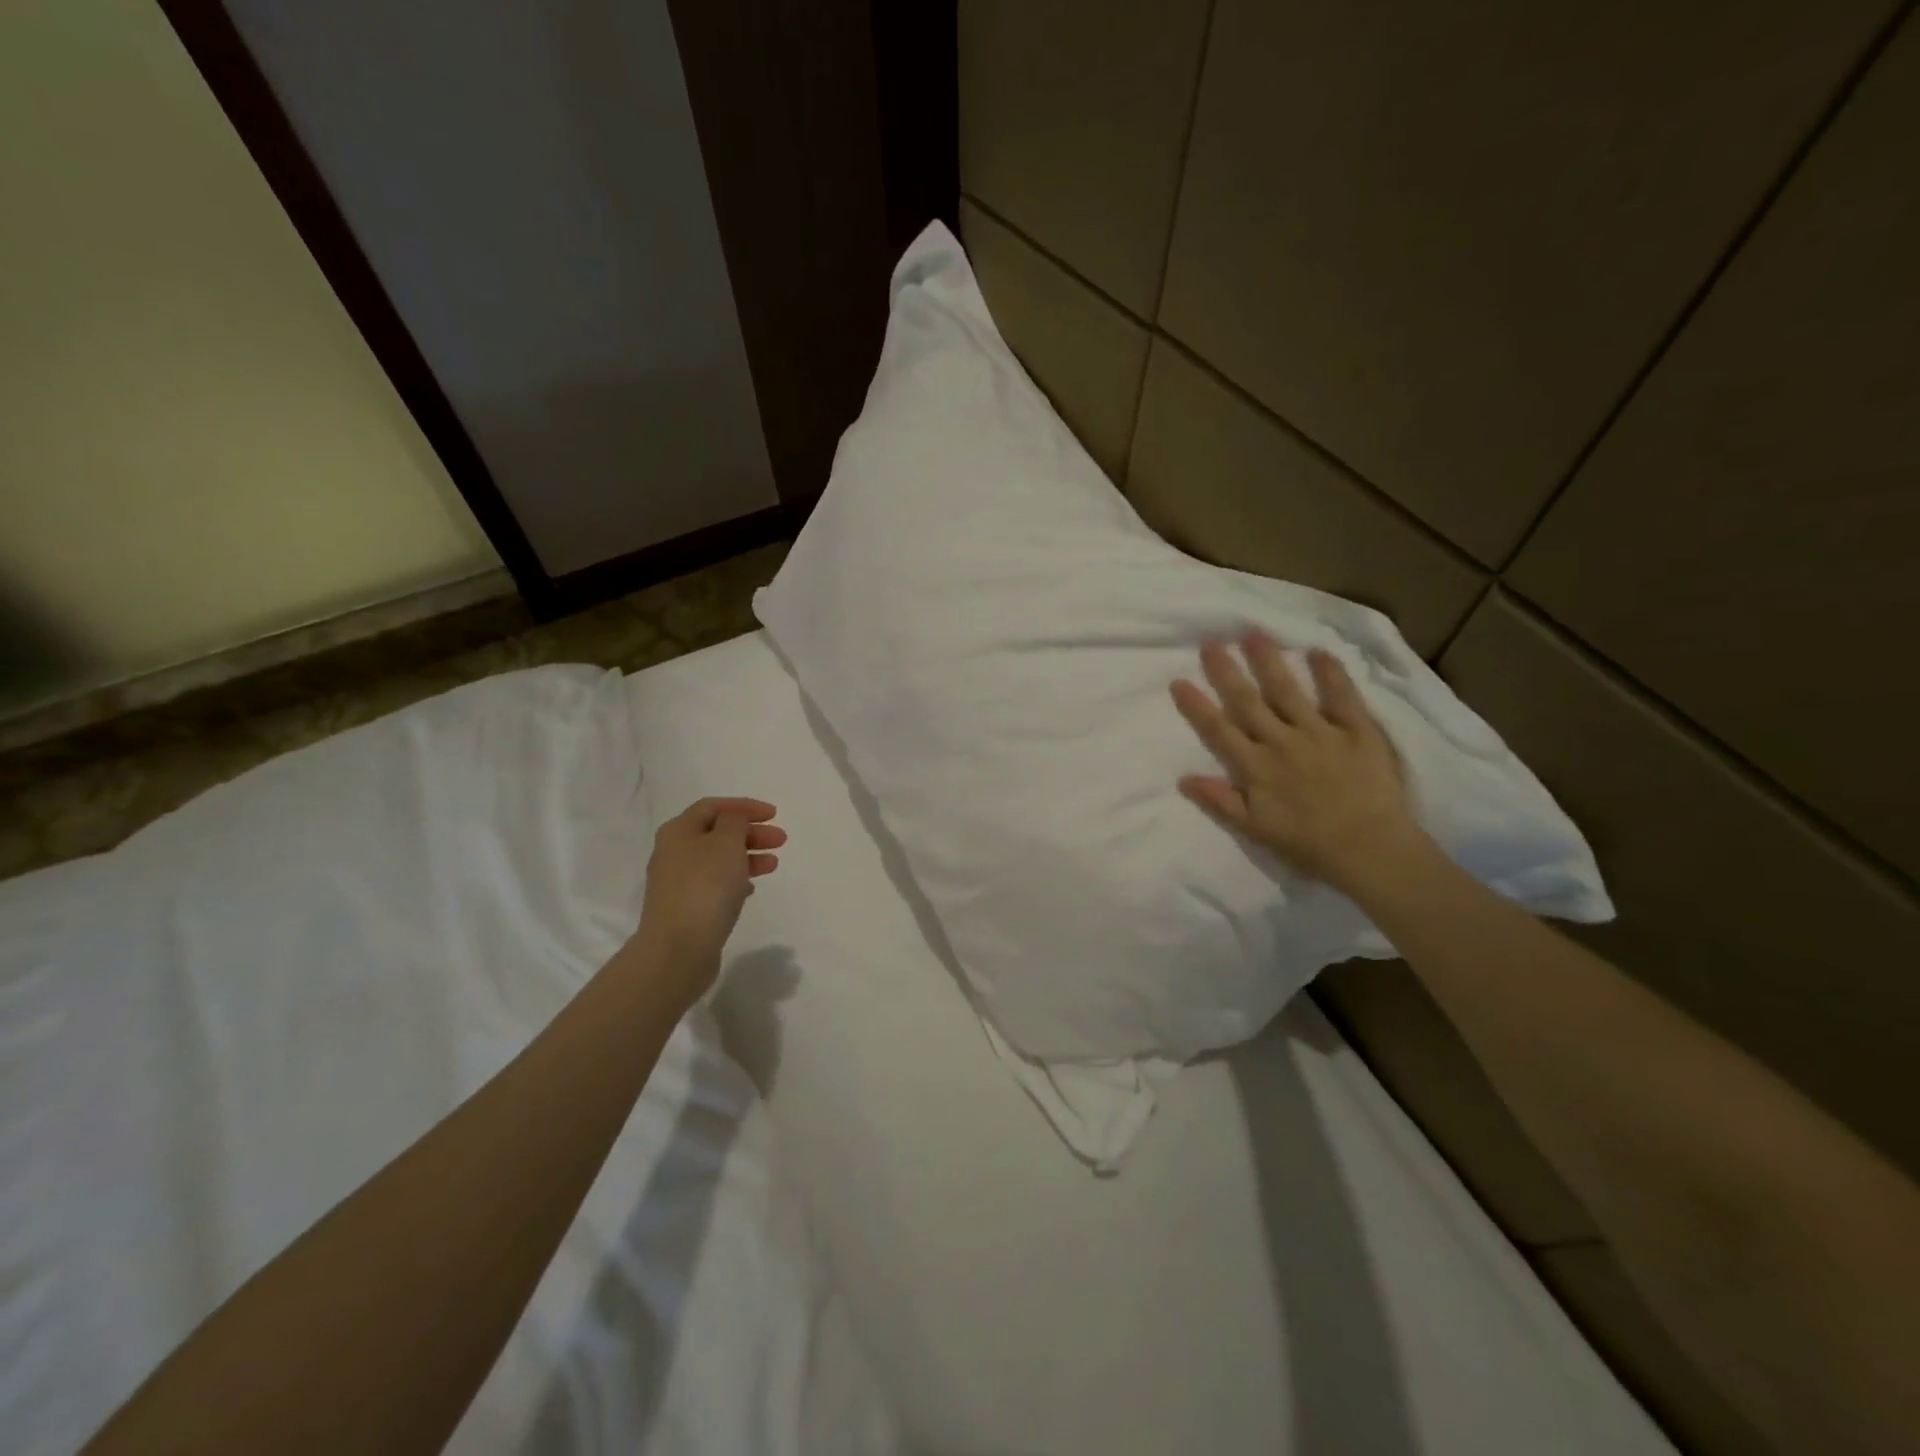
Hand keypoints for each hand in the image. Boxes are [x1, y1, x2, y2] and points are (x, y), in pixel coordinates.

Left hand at [634, 797, 784, 991]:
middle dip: (750, 832)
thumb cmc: (705, 887)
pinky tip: (752, 888)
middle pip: (717, 832)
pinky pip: (715, 884)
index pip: (713, 807)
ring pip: (718, 859)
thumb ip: (735, 822)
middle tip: (781, 840)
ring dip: (748, 856)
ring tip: (773, 864)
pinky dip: (736, 879)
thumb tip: (733, 820)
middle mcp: (673, 852)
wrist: (678, 949)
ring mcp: (677, 883)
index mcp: (678, 831)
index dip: (745, 806)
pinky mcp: (686, 908)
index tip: (774, 815)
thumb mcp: (726, 843)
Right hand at [1170, 633, 1423, 892]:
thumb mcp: (1255, 828)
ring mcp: (1320, 733)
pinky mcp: (1357, 731)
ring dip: (1269, 662)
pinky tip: (1318, 652)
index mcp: (1256, 768)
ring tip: (1254, 635)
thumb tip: (1183, 778)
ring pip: (1288, 691)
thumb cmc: (1308, 843)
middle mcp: (1282, 743)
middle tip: (1212, 643)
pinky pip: (1342, 697)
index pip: (1219, 730)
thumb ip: (1220, 801)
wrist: (1370, 850)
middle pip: (1248, 701)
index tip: (1179, 681)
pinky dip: (1330, 674)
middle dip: (1227, 671)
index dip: (1197, 705)